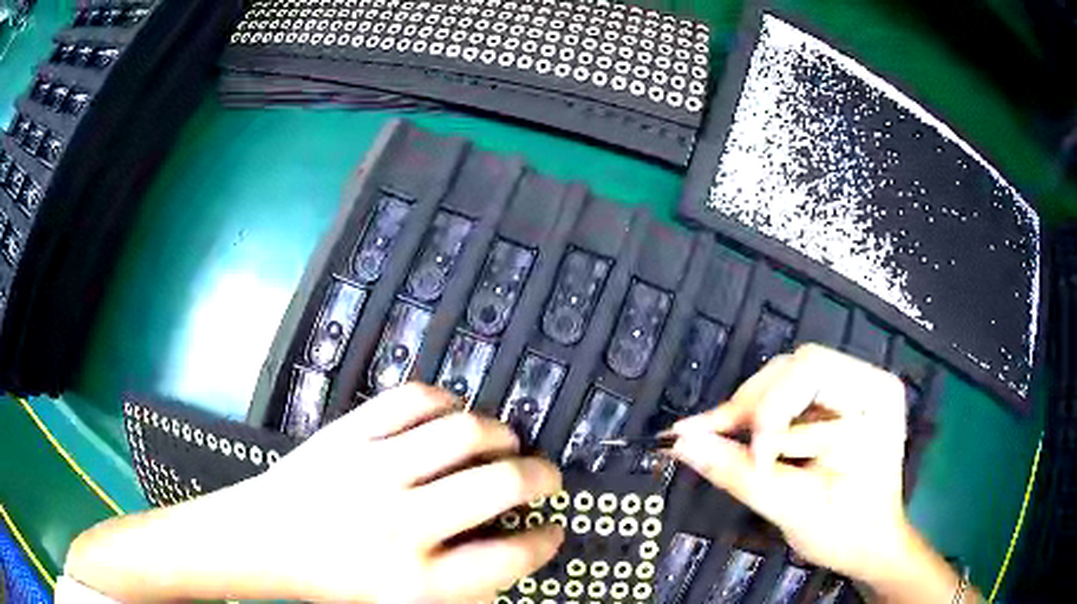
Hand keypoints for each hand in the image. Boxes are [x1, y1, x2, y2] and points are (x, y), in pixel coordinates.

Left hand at [66, 384, 563, 602]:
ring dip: (501, 435)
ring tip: (507, 443)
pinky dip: (448, 401)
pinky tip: (455, 414)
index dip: (543, 543)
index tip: (553, 531)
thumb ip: (458, 580)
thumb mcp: (399, 600)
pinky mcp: (347, 433)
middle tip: (545, 478)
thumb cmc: (333, 578)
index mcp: (412, 581)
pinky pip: (413, 400)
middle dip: (539, 478)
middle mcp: (397, 524)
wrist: (262, 540)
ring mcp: (369, 470)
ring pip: (462, 432)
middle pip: (496, 486)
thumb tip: (511, 544)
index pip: (506, 560)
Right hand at [668, 344, 911, 582]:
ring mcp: (848, 389)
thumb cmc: (846, 532)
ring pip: (781, 378)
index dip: (771, 410)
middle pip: (793, 369)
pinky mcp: (830, 403)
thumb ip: (740, 474)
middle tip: (706, 439)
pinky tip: (729, 438)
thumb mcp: (796, 509)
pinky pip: (780, 396)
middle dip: (750, 407)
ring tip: (713, 441)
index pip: (812, 371)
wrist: (868, 545)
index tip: (751, 462)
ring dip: (745, 412)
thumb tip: (683, 444)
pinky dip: (751, 419)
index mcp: (875, 397)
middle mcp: (864, 380)